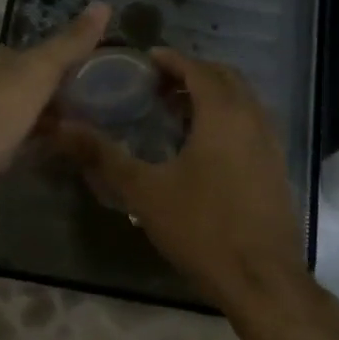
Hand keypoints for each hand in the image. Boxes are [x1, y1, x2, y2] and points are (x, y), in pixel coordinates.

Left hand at [0, 2, 111, 224]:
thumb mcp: (33, 76)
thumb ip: (68, 45)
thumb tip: (103, 4)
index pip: (29, 53)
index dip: (62, 65)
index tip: (95, 83)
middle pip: (20, 86)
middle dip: (52, 98)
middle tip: (94, 115)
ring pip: (11, 117)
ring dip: (39, 125)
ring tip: (77, 139)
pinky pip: (1, 146)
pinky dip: (22, 149)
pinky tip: (42, 160)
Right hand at [58, 50, 308, 312]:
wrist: (261, 279)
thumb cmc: (202, 228)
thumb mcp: (144, 192)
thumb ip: (103, 156)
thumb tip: (62, 128)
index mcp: (223, 114)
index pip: (198, 69)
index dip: (171, 60)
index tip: (145, 60)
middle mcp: (253, 119)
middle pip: (225, 78)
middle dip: (192, 74)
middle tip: (157, 85)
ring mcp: (271, 144)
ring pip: (242, 101)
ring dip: (211, 96)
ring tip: (175, 112)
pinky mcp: (276, 168)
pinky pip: (251, 125)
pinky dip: (227, 118)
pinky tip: (202, 147)